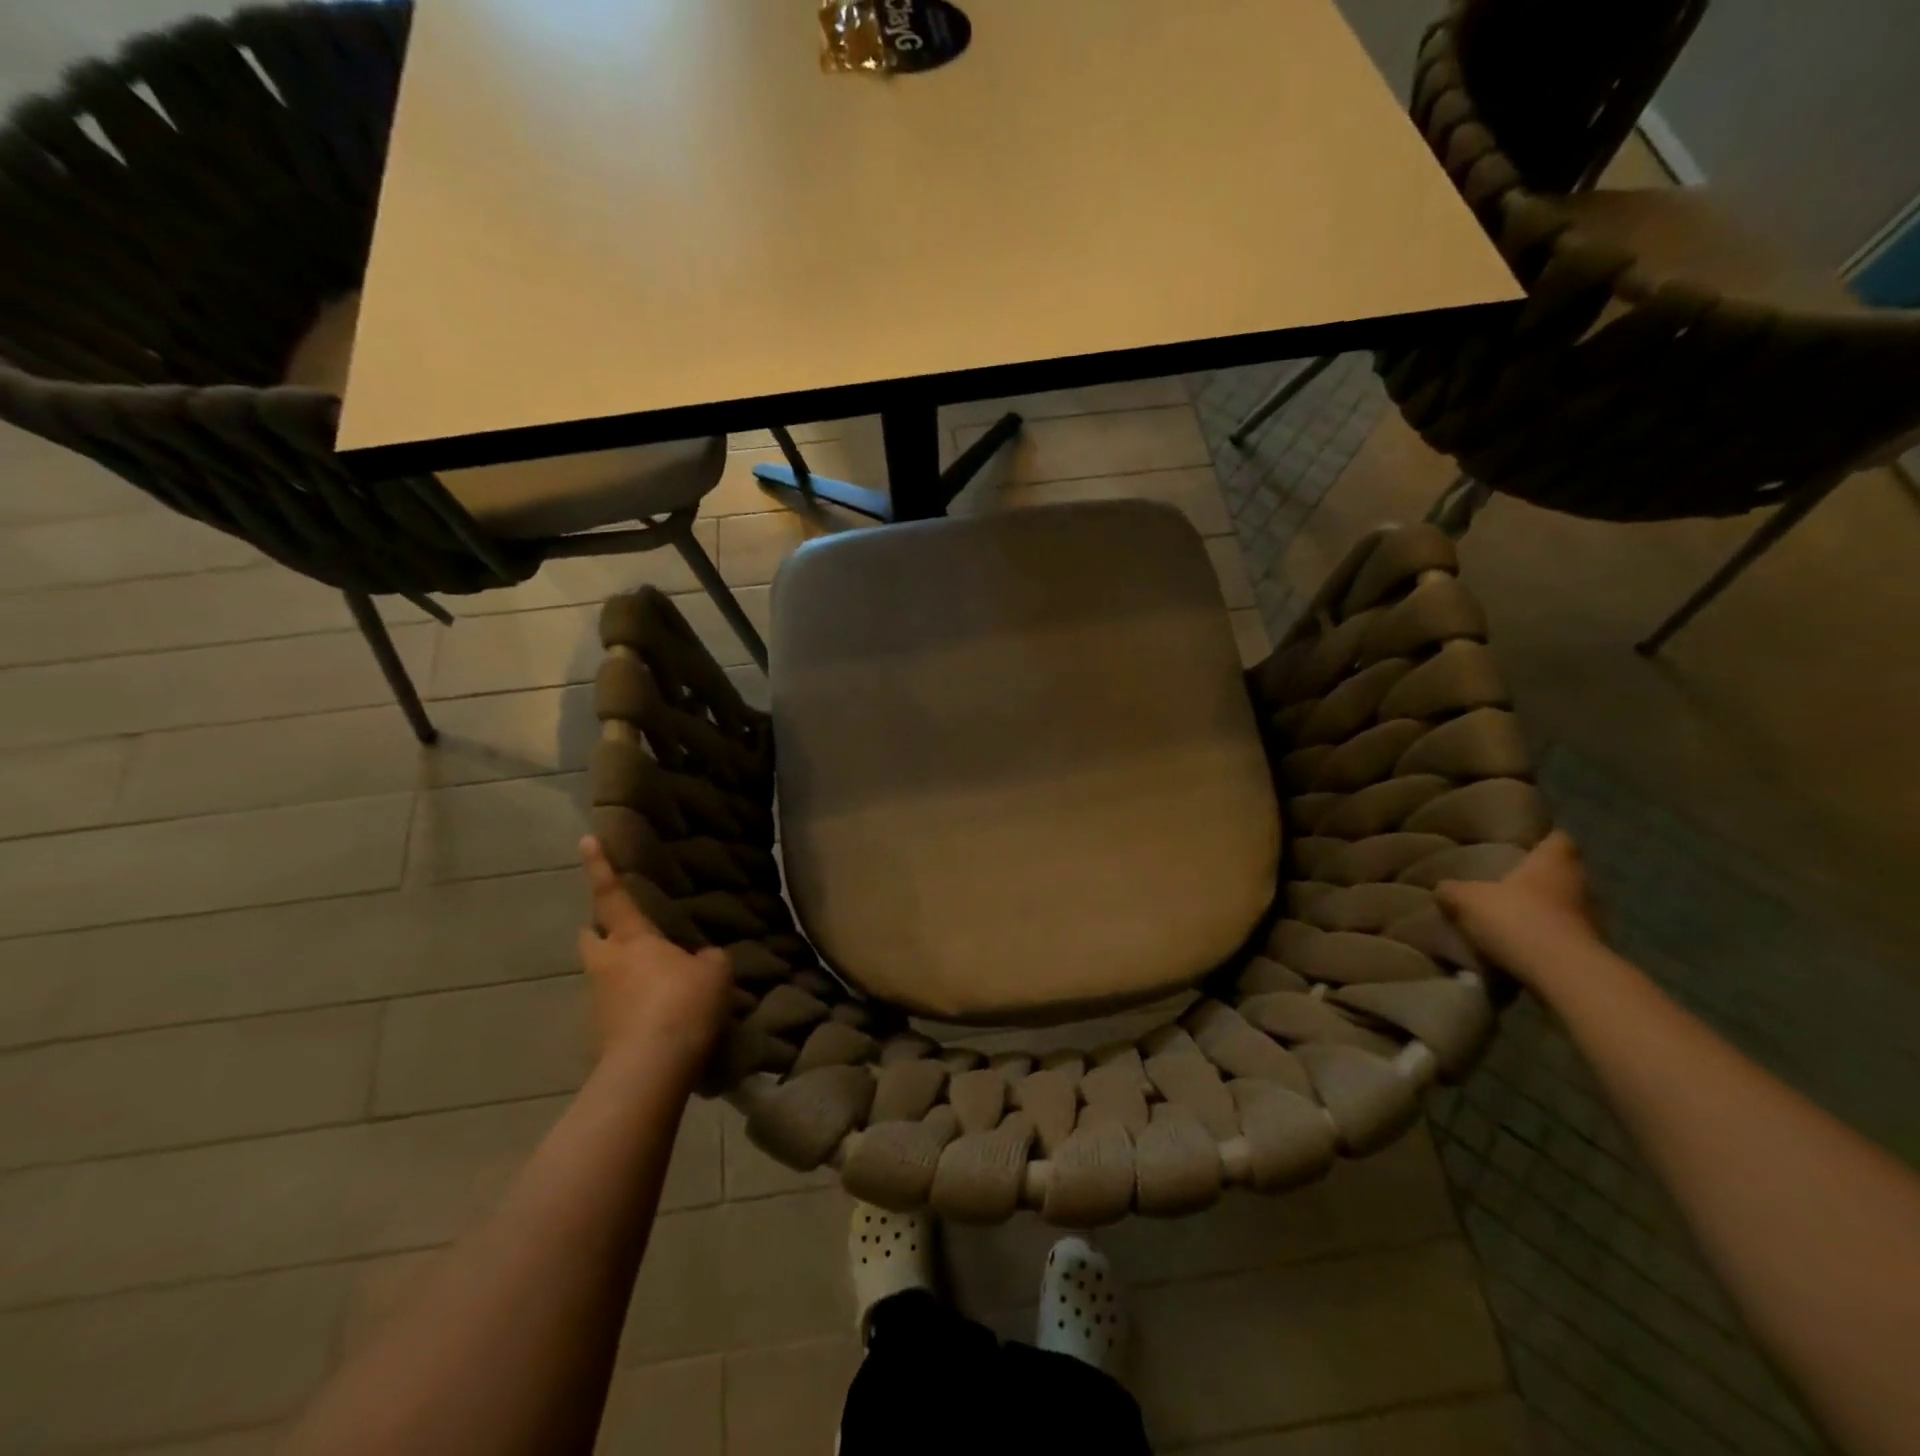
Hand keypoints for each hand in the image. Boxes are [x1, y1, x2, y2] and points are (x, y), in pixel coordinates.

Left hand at [577, 837, 732, 1079]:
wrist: (652, 1066)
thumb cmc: (683, 1003)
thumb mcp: (714, 972)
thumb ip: (707, 959)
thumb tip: (701, 960)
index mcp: (632, 939)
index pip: (613, 895)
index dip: (600, 867)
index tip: (586, 840)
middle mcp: (607, 964)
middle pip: (591, 937)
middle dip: (599, 930)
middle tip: (621, 931)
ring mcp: (598, 1001)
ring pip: (601, 974)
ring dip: (618, 971)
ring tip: (651, 979)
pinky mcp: (600, 1034)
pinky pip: (614, 1008)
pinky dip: (629, 1006)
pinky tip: (656, 1016)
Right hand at [1437, 830, 1603, 987]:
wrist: (1563, 975)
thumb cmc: (1516, 919)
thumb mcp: (1466, 900)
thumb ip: (1452, 890)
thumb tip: (1443, 888)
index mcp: (1553, 862)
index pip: (1558, 839)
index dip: (1542, 839)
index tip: (1523, 843)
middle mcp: (1579, 885)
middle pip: (1562, 873)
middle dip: (1536, 877)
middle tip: (1504, 880)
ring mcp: (1590, 920)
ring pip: (1562, 906)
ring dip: (1540, 910)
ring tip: (1507, 916)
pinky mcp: (1588, 951)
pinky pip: (1561, 936)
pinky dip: (1543, 939)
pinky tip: (1517, 945)